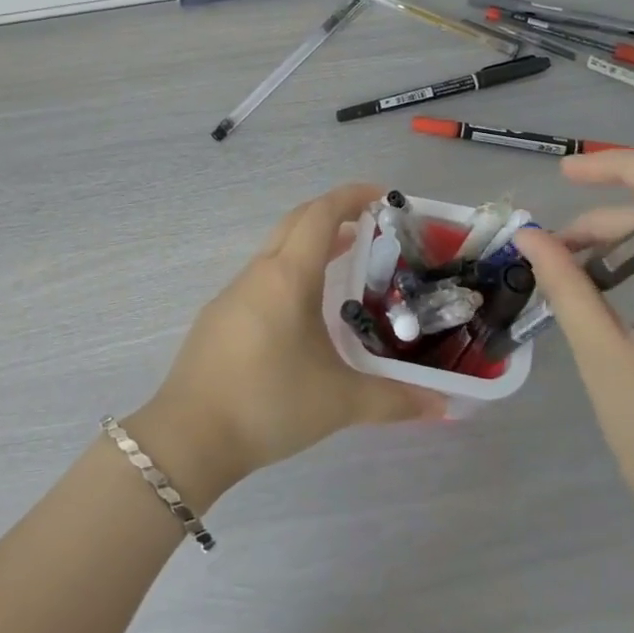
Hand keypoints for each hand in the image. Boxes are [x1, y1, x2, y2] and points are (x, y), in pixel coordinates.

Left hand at [131, 185, 446, 504]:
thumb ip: (394, 400)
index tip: (382, 195)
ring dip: (310, 244)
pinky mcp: (220, 317)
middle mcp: (258, 274)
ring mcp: (233, 294)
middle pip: (296, 222)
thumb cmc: (268, 404)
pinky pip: (262, 277)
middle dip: (333, 213)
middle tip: (371, 225)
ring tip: (346, 261)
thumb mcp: (338, 402)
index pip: (320, 215)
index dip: (351, 196)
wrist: (189, 437)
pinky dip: (290, 271)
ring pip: (276, 250)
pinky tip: (305, 310)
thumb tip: (444, 406)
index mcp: (287, 277)